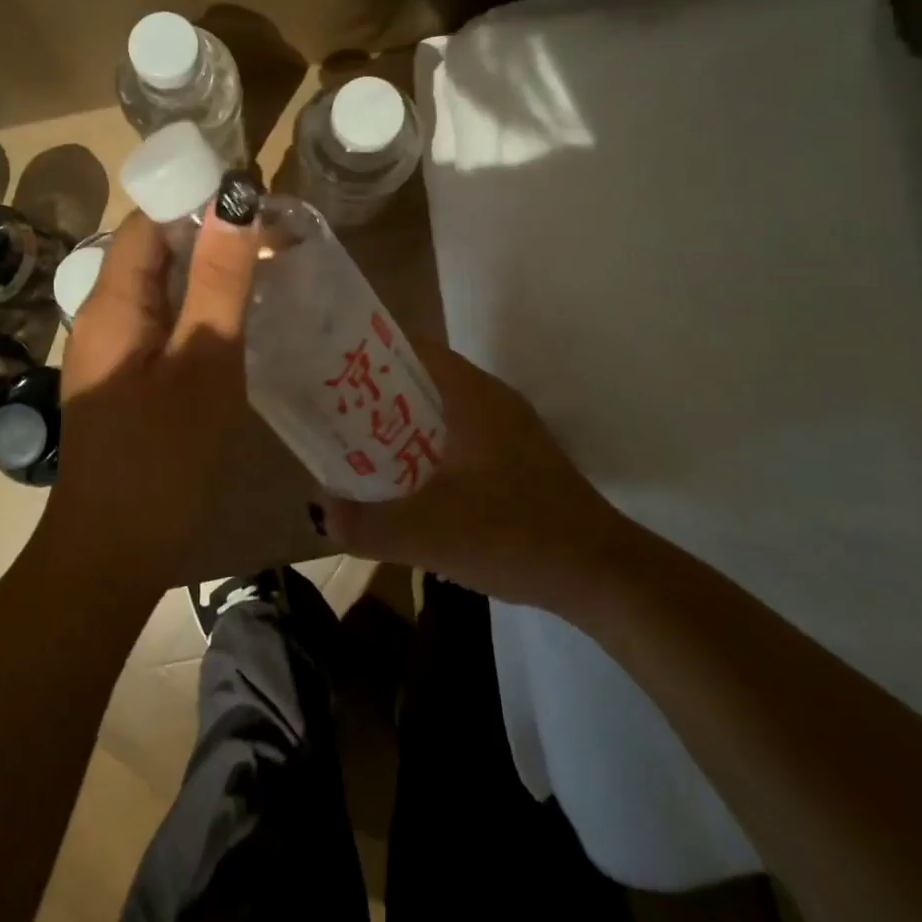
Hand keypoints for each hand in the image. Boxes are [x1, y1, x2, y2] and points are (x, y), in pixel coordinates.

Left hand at [41, 193, 260, 589]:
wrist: (113, 552)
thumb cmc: (162, 456)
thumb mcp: (205, 360)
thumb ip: (219, 279)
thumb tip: (235, 200)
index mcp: (112, 301)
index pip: (149, 219)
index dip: (196, 197)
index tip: (254, 196)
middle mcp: (104, 315)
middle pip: (154, 250)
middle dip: (209, 233)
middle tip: (273, 235)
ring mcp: (114, 349)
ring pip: (162, 287)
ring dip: (208, 270)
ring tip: (266, 268)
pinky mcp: (127, 377)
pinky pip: (164, 321)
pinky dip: (200, 307)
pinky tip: (240, 320)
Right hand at [319, 343, 623, 608]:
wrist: (600, 574)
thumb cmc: (513, 533)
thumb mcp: (428, 533)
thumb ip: (367, 523)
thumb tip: (320, 510)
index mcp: (471, 394)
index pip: (413, 347)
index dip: (369, 352)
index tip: (330, 370)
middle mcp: (491, 400)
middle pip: (423, 379)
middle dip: (378, 394)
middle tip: (335, 416)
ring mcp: (510, 430)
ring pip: (442, 411)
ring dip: (404, 425)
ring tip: (361, 449)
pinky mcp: (519, 460)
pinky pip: (461, 438)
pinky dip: (430, 449)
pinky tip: (411, 486)